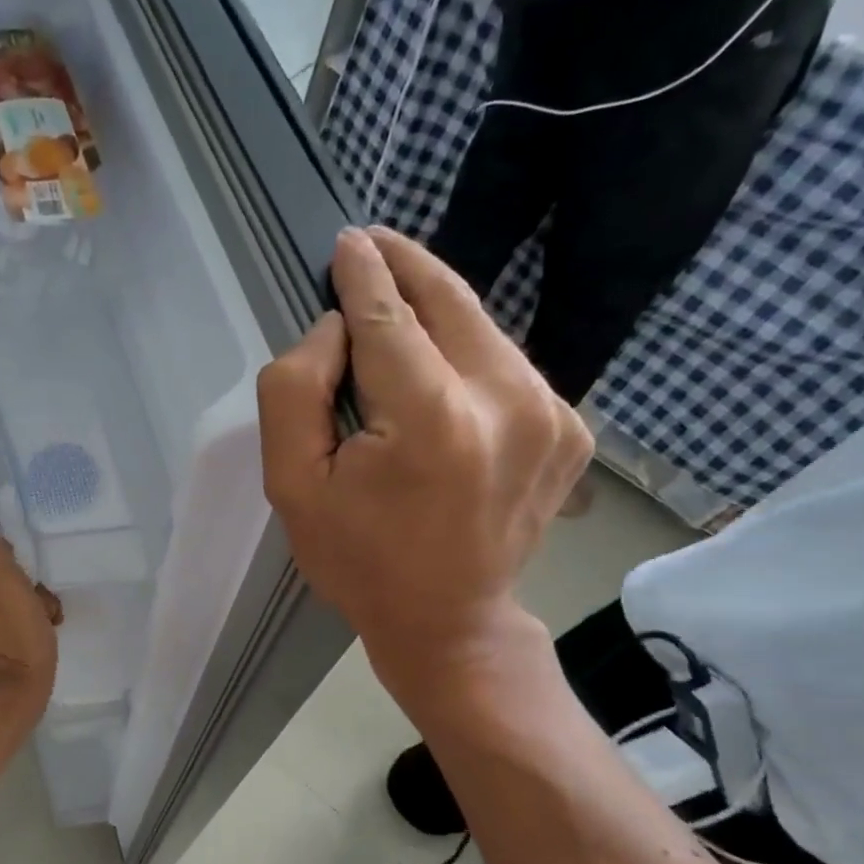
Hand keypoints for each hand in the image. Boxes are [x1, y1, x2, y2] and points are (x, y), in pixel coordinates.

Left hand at [0, 533, 58, 745]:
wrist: (11, 698)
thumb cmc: (15, 639)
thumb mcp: (6, 585)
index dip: (19, 561)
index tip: (35, 578)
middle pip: (5, 577)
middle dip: (30, 585)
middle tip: (45, 603)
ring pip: (13, 599)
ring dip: (35, 606)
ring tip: (49, 622)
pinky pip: (15, 622)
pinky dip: (31, 626)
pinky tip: (43, 637)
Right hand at [257, 227, 589, 717]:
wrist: (448, 622)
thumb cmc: (358, 560)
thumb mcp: (292, 486)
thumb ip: (295, 391)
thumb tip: (336, 329)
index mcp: (431, 420)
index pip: (389, 317)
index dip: (362, 274)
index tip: (347, 242)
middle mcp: (507, 401)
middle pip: (449, 302)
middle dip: (406, 266)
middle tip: (372, 244)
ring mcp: (552, 413)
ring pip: (481, 327)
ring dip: (435, 311)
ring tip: (394, 311)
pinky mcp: (571, 428)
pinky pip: (505, 364)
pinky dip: (467, 354)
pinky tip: (438, 375)